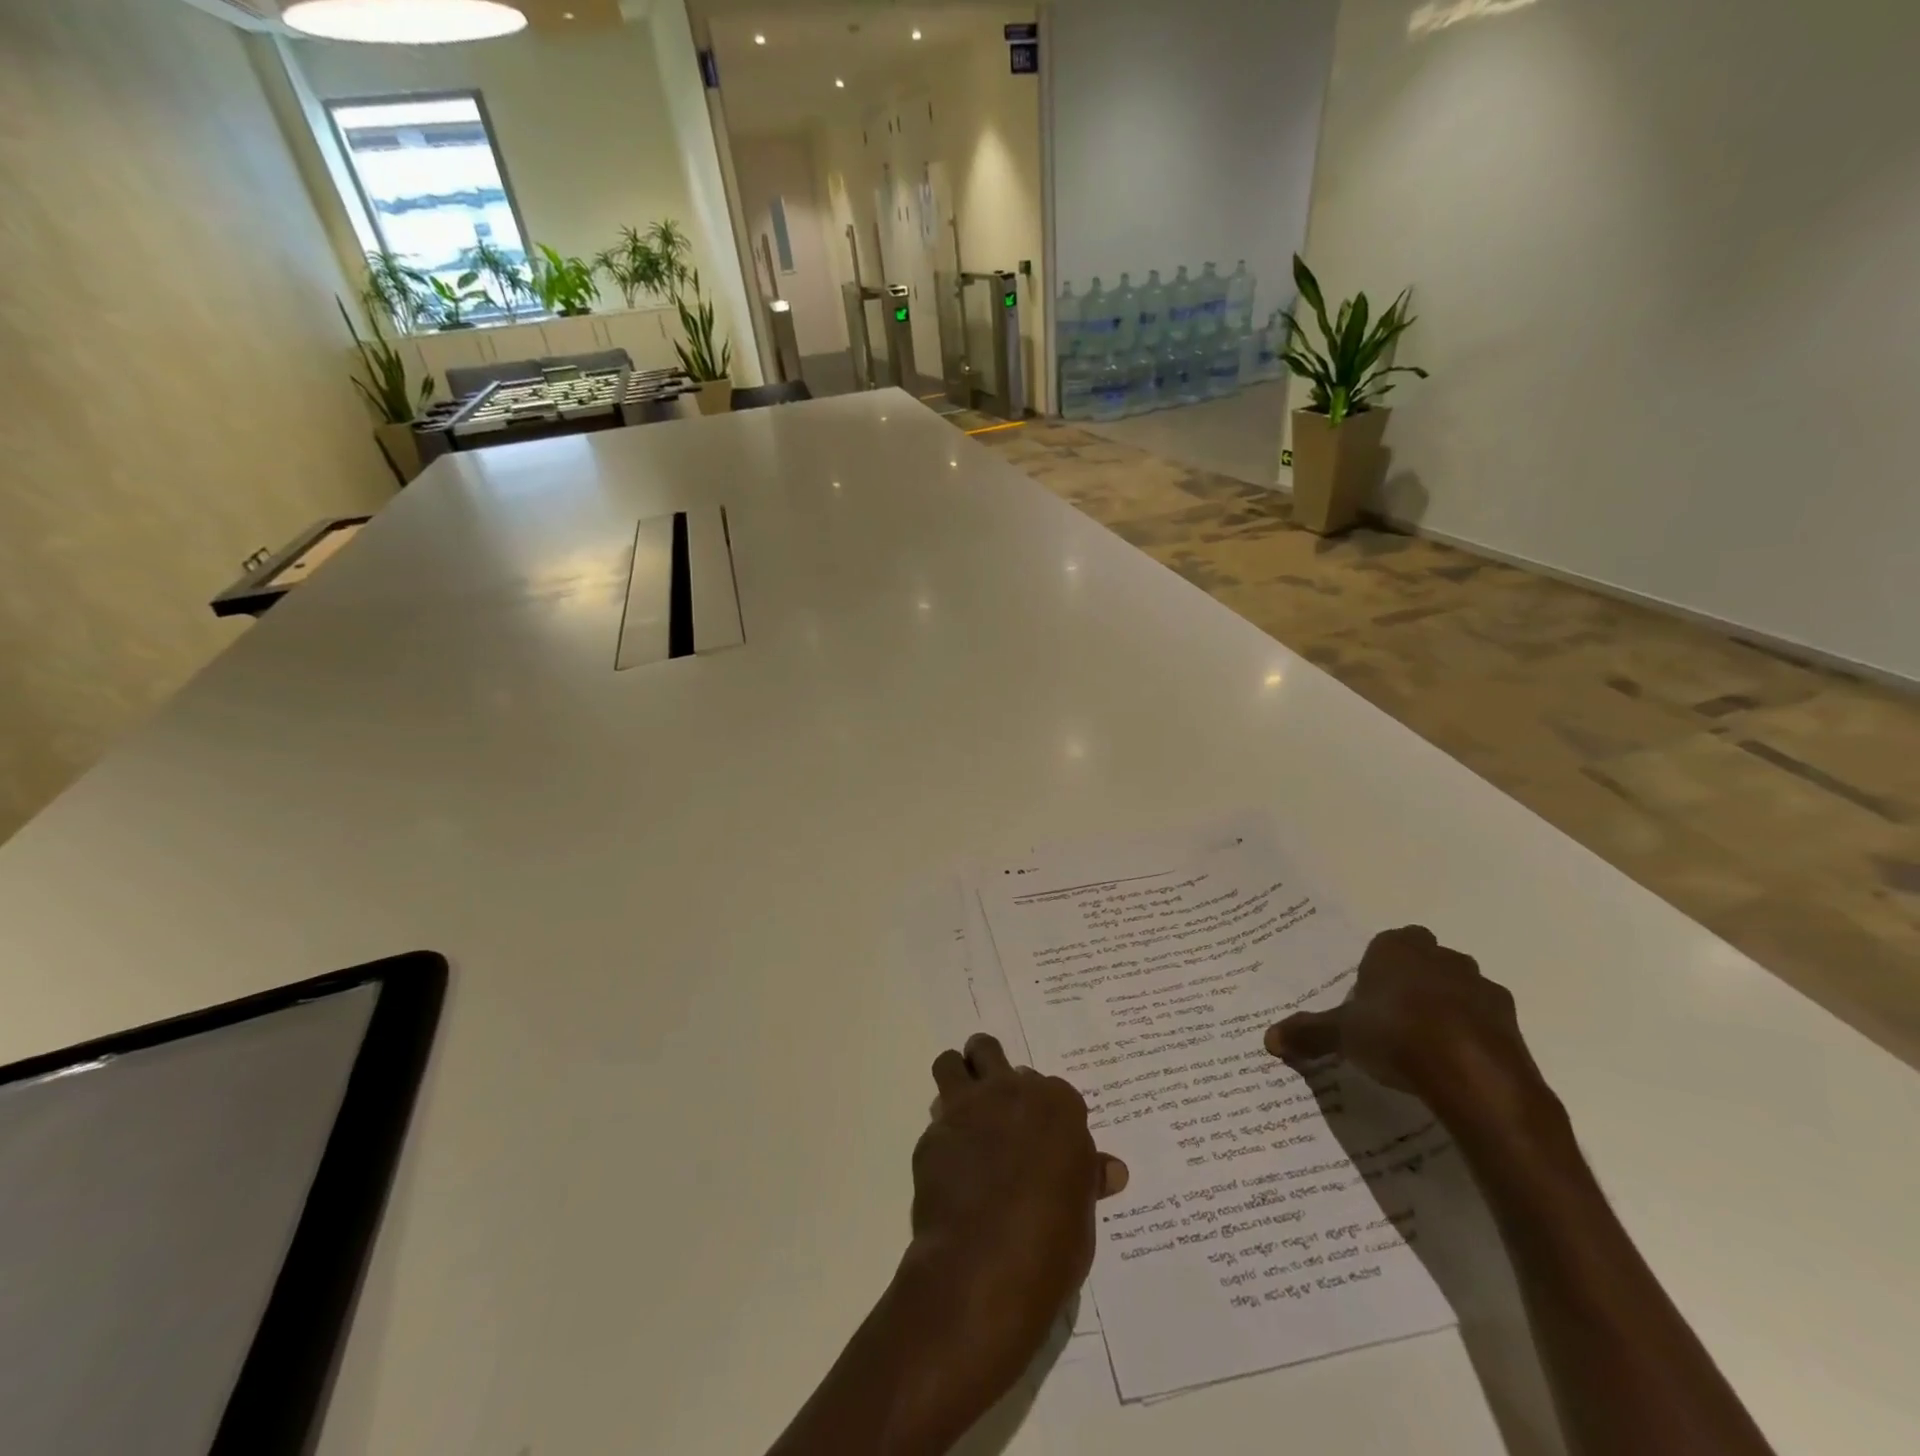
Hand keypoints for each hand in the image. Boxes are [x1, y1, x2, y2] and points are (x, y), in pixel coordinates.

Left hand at [893, 1035, 1126, 1437]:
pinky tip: (950, 1170)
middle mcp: (1009, 1091)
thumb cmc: (1052, 1241)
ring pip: (952, 1063)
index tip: (1042, 1132)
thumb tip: (1113, 1170)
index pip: (1049, 1087)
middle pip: (989, 1052)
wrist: (987, 1265)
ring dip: (956, 1078)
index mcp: (1056, 1104)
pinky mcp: (933, 1136)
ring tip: (963, 1110)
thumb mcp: (1082, 1211)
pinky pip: (936, 1124)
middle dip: (989, 1068)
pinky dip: (943, 1139)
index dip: (1042, 1108)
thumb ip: (1088, 1177)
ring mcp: (966, 1109)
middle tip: (995, 1103)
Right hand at [1264, 925, 1551, 1123]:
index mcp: (1398, 948)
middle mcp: (1442, 958)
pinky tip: (1454, 1066)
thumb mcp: (1342, 1035)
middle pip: (1425, 962)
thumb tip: (1269, 1039)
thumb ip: (1309, 1033)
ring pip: (1459, 990)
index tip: (1368, 995)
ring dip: (1446, 1008)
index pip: (1388, 942)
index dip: (1378, 967)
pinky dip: (1472, 1037)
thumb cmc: (1396, 1035)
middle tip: (1392, 1018)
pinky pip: (1484, 1023)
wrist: (1474, 1076)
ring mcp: (1482, 989)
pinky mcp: (1512, 1024)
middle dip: (1413, 983)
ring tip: (1424, 1046)